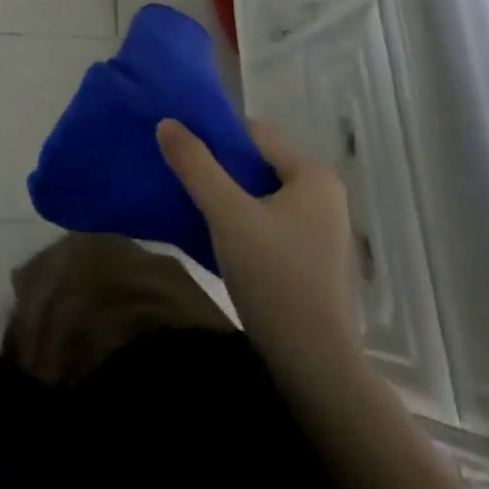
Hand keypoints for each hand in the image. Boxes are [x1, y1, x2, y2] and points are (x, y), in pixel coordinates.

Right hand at [157, 116, 361, 385]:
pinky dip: (238, 219)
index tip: (177, 145)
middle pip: (256, 162)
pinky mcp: (309, 257)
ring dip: (224, 194)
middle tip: (176, 171)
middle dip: (216, 165)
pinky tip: (210, 232)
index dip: (214, 135)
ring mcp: (318, 228)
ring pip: (258, 193)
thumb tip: (166, 122)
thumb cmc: (274, 277)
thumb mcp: (226, 214)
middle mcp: (322, 194)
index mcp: (312, 174)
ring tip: (186, 199)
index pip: (254, 133)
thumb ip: (195, 165)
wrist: (313, 365)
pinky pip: (266, 220)